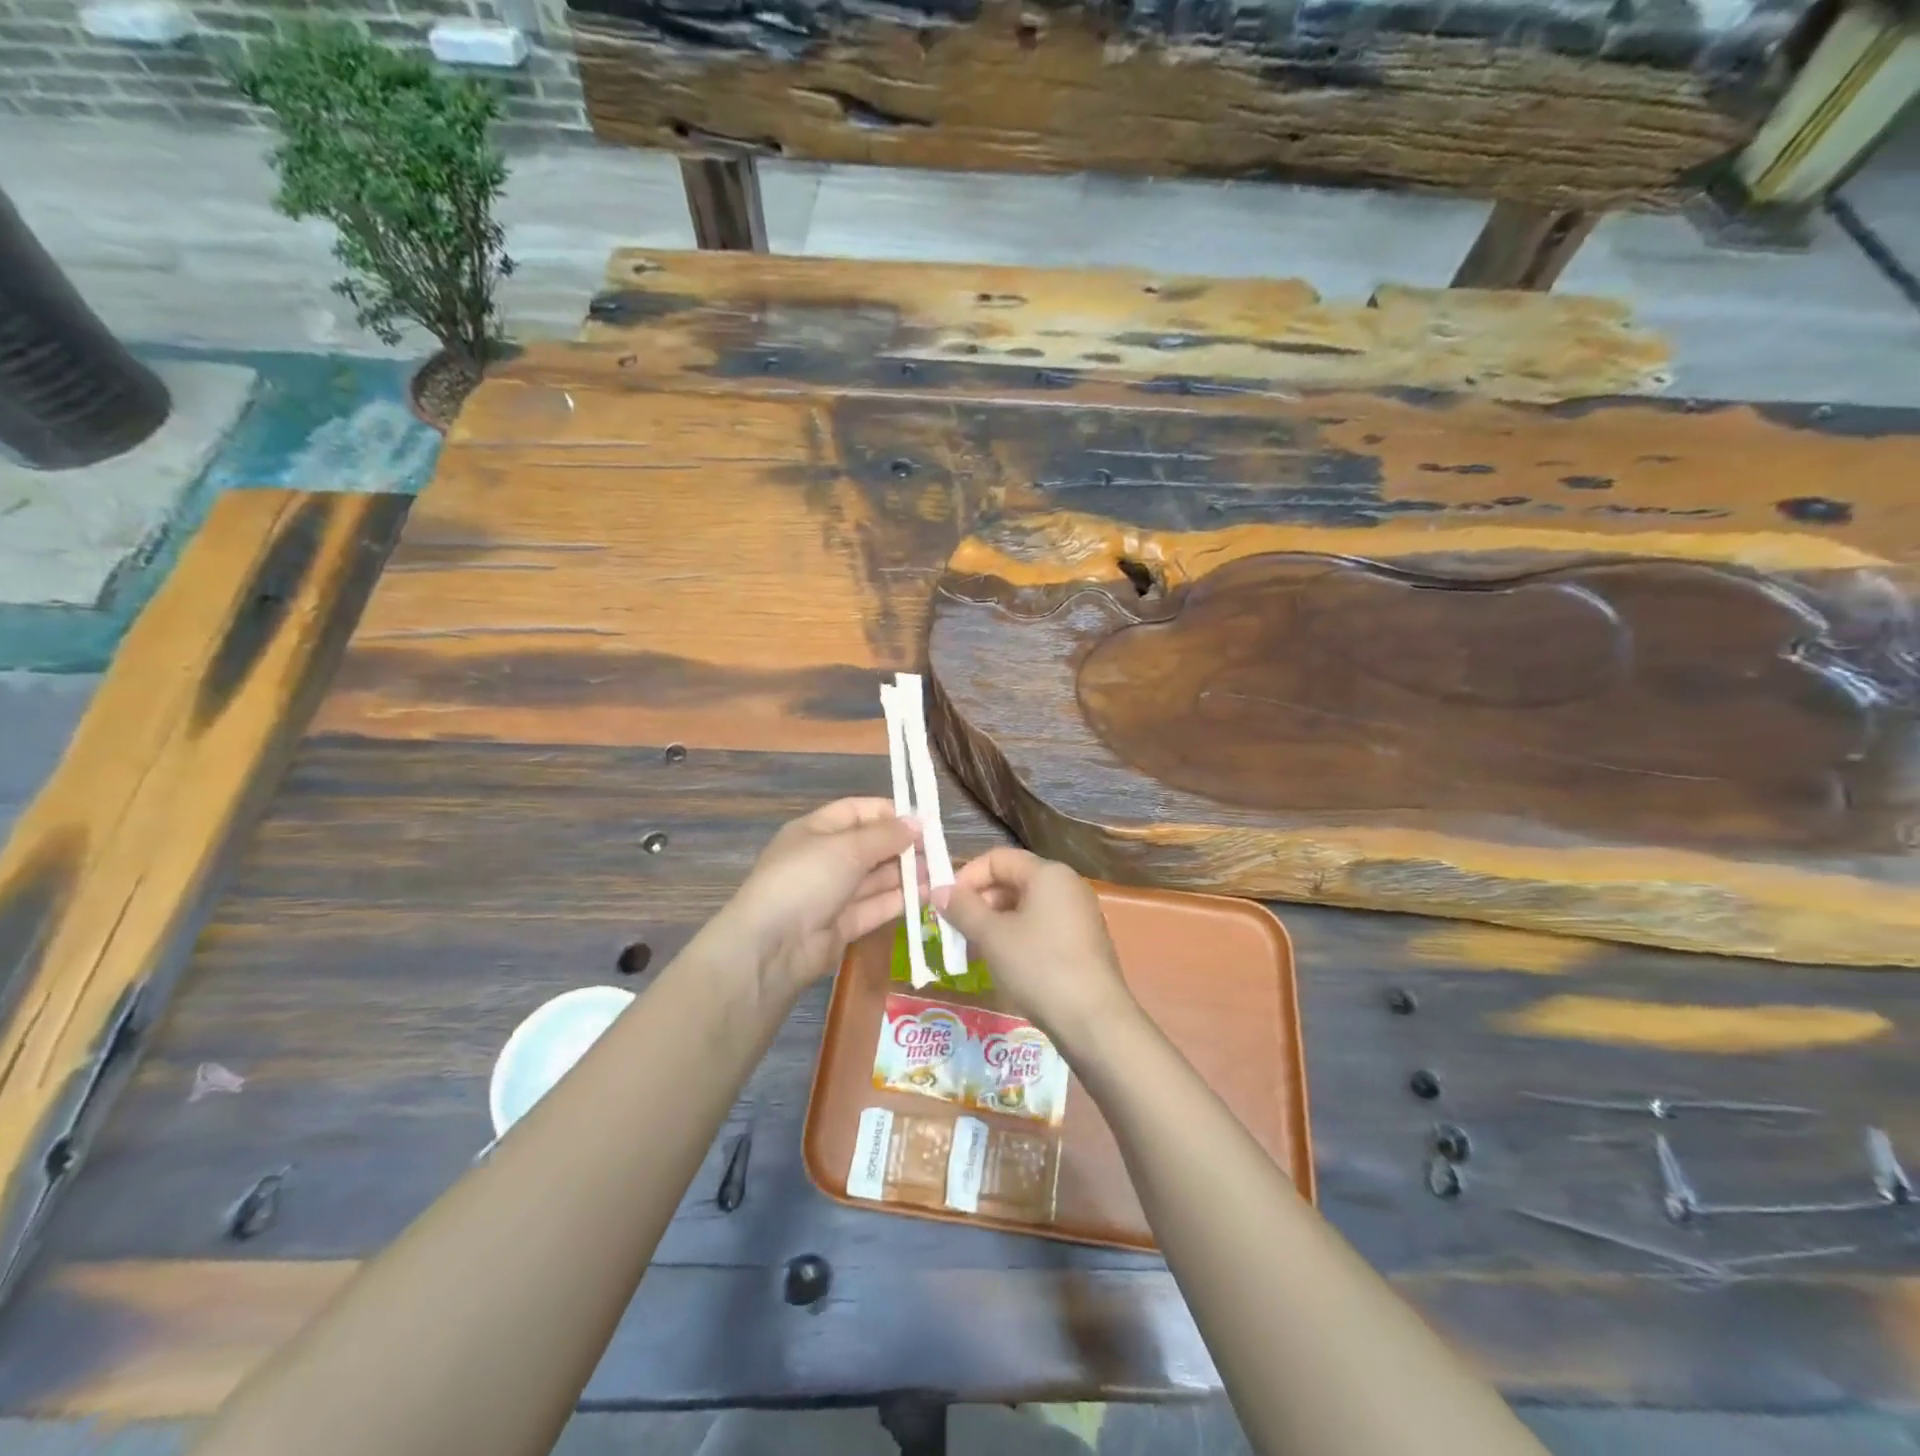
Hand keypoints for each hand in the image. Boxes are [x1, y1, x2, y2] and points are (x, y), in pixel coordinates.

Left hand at [707, 798, 922, 1000]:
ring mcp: (834, 894)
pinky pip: (876, 906)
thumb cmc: (806, 879)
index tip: (923, 820)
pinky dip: (900, 899)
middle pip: (870, 845)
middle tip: (938, 849)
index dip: (890, 813)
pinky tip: (927, 894)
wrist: (772, 946)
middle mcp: (825, 859)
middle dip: (903, 846)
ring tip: (939, 872)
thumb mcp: (847, 848)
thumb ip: (886, 835)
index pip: (857, 811)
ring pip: (876, 877)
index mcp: (816, 830)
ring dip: (907, 873)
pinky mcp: (844, 925)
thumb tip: (919, 821)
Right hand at [935, 848, 1136, 1044]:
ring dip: (994, 922)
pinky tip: (1001, 962)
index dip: (966, 876)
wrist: (1094, 1021)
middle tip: (954, 929)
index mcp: (1048, 873)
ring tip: (972, 949)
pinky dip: (1016, 936)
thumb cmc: (1040, 967)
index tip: (944, 904)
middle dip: (979, 901)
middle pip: (1012, 880)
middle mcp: (1067, 885)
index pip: (997, 858)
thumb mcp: (993, 937)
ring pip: (1025, 906)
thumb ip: (963, 909)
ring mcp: (1078, 914)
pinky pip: (1040, 926)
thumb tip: (940, 891)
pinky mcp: (1082, 942)